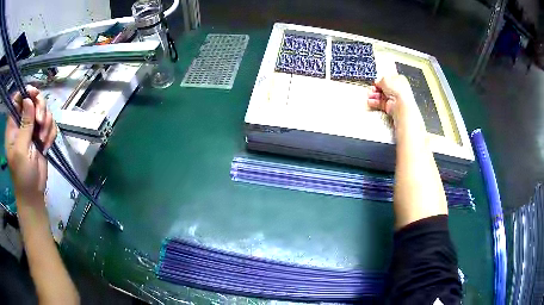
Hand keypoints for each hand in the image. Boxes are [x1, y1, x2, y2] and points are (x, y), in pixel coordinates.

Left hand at [5, 85, 56, 204]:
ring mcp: (32, 128)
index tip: (34, 96)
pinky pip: (50, 123)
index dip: (26, 92)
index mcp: (13, 124)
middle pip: (33, 99)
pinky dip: (51, 132)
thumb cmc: (23, 175)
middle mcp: (22, 122)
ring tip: (43, 141)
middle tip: (40, 123)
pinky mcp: (41, 135)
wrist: (33, 193)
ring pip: (44, 110)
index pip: (18, 97)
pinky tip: (47, 145)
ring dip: (47, 123)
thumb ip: (24, 125)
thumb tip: (28, 99)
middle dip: (40, 108)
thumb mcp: (21, 150)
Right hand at [367, 75, 421, 125]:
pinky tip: (369, 102)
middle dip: (375, 89)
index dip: (380, 80)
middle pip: (383, 88)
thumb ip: (380, 80)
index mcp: (398, 79)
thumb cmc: (396, 88)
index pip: (388, 79)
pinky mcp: (390, 106)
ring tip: (368, 96)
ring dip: (373, 95)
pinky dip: (374, 102)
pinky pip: (380, 103)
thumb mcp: (385, 79)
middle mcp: (396, 89)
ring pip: (381, 96)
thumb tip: (377, 83)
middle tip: (370, 89)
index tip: (374, 82)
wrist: (400, 103)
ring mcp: (393, 98)